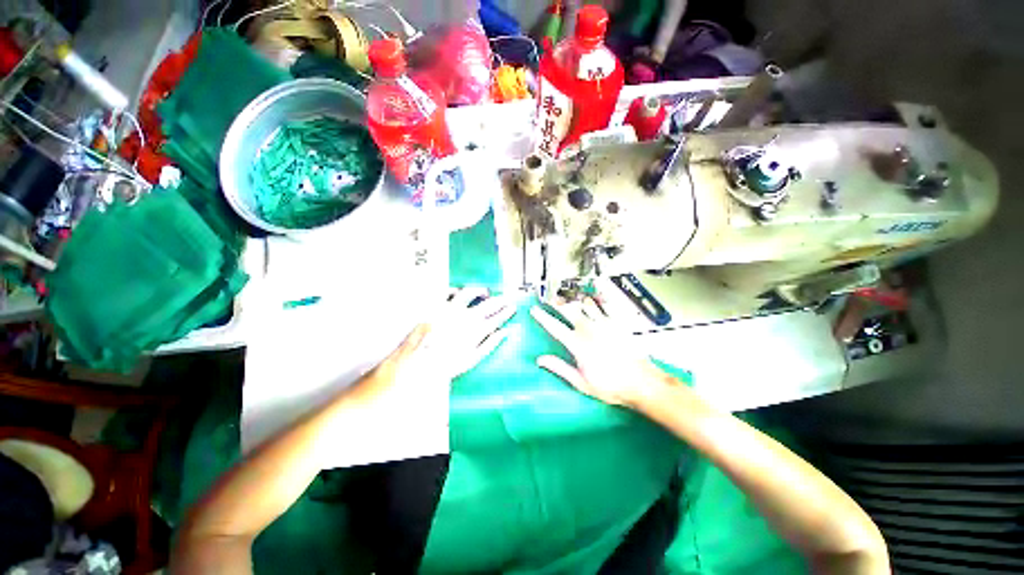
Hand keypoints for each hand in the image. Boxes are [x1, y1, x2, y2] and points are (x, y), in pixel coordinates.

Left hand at [363, 287, 515, 399]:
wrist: (417, 361)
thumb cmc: (446, 364)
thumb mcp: (473, 358)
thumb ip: (491, 343)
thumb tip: (504, 333)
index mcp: (476, 329)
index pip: (497, 317)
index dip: (506, 312)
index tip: (512, 308)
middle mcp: (465, 315)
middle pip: (488, 303)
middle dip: (499, 300)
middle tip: (505, 298)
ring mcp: (451, 308)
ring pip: (470, 293)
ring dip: (480, 290)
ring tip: (485, 291)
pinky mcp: (437, 305)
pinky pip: (449, 292)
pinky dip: (456, 290)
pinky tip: (460, 292)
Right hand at [530, 297, 676, 408]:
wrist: (641, 382)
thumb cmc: (610, 385)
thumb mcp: (581, 382)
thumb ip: (560, 368)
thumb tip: (541, 360)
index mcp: (577, 344)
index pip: (554, 326)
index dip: (542, 317)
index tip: (535, 310)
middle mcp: (589, 330)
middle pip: (568, 310)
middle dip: (558, 303)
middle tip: (551, 299)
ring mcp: (604, 324)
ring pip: (585, 305)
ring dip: (576, 302)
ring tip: (572, 300)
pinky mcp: (616, 324)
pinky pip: (604, 307)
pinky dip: (596, 302)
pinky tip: (594, 300)